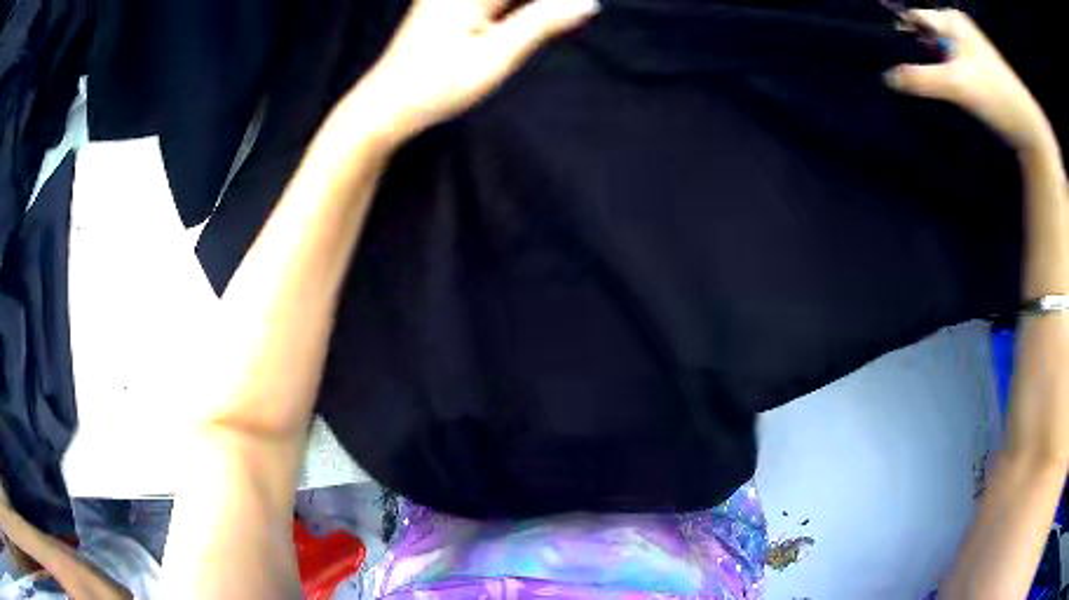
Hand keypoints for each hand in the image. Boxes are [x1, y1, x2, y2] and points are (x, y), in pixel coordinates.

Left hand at [347, 0, 598, 145]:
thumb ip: (542, 22)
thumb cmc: (437, 86)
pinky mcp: (445, 6)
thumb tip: (588, 2)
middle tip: (574, 19)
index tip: (584, 11)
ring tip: (556, 22)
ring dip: (530, 9)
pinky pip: (492, 1)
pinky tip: (527, 23)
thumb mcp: (496, 55)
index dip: (556, 5)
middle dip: (542, 8)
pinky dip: (513, 9)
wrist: (385, 105)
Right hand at [884, 9, 1055, 155]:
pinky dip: (944, 80)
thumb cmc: (996, 95)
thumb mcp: (956, 85)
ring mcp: (970, 50)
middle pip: (926, 37)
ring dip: (930, 70)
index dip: (900, 35)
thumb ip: (920, 79)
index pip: (915, 18)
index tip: (888, 58)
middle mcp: (958, 29)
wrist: (1029, 128)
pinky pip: (952, 69)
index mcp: (951, 20)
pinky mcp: (979, 71)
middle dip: (915, 55)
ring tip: (920, 89)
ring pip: (939, 55)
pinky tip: (941, 95)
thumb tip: (886, 77)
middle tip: (904, 78)